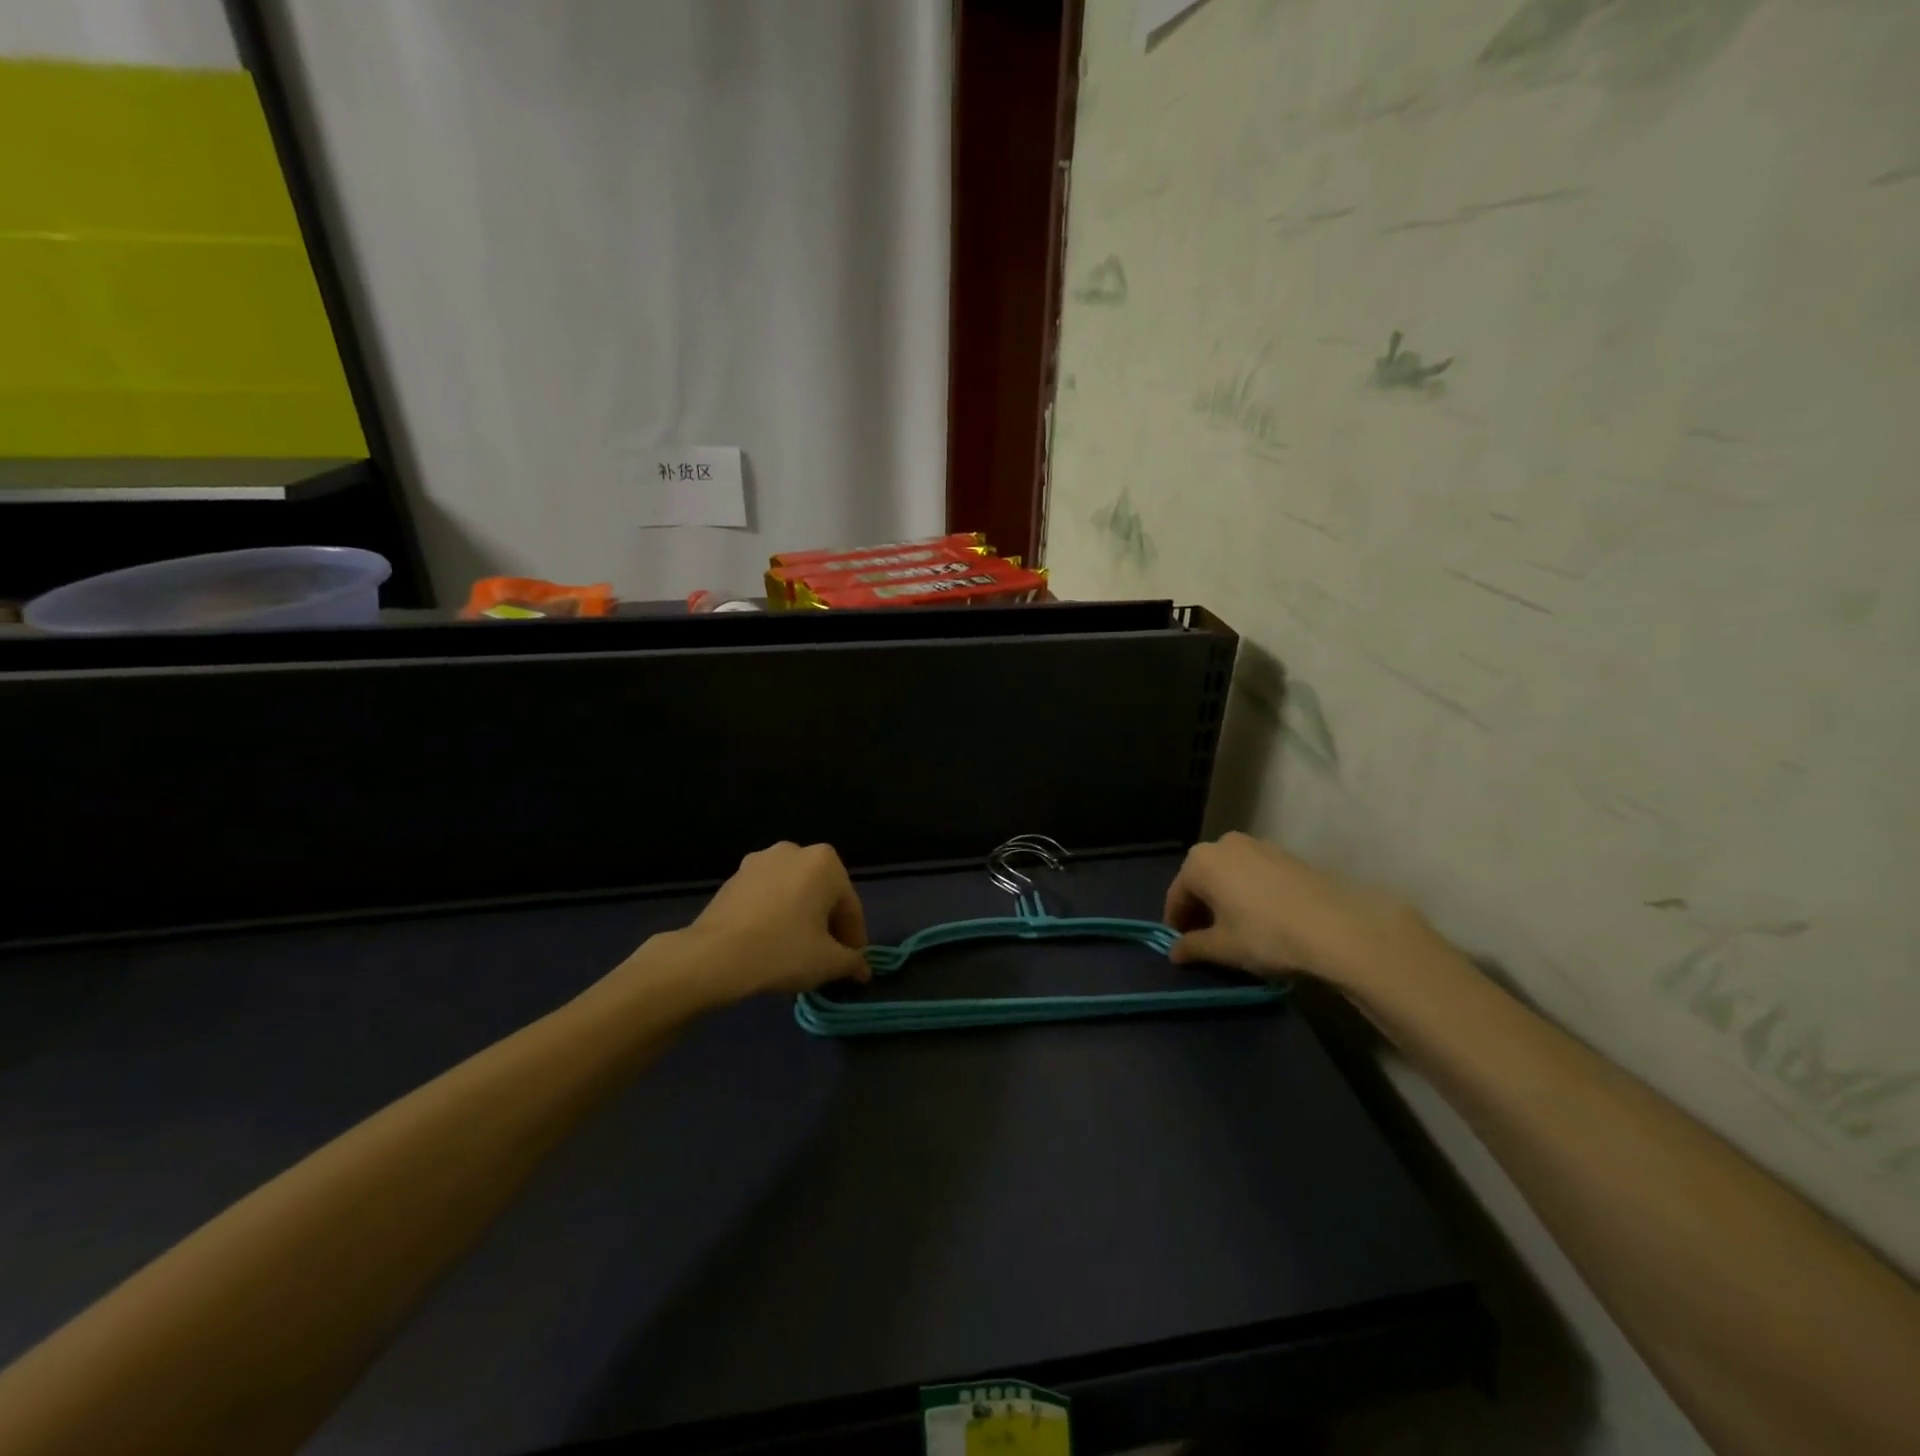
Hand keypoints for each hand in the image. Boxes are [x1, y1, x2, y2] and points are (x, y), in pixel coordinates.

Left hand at [675, 841, 871, 1002]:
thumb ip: (852, 962)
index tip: (851, 965)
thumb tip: (862, 968)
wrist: (713, 956)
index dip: (854, 939)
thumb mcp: (828, 962)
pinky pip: (767, 897)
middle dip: (826, 926)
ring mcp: (760, 861)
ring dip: (800, 919)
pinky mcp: (734, 877)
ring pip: (793, 894)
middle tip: (825, 959)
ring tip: (796, 953)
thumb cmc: (782, 951)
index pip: (850, 906)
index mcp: (825, 862)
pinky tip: (769, 944)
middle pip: (822, 895)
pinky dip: (774, 915)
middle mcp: (794, 851)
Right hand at [1163, 832, 1439, 988]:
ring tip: (1236, 929)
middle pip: (1202, 881)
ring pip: (1228, 875)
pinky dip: (1248, 893)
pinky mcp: (1284, 854)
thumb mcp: (1223, 948)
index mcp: (1199, 862)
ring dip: (1225, 899)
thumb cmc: (1265, 935)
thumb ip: (1192, 947)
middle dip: (1200, 909)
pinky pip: (1253, 874)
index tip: (1181, 947)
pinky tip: (1262, 918)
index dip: (1176, 924)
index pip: (1176, 895)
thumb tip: (1174, 952)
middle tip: (1207, 939)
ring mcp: (1256, 845)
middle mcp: (1223, 844)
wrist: (1336, 927)